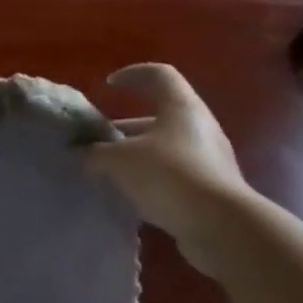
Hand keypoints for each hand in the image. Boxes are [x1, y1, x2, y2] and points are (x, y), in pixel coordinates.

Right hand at [88, 63, 256, 275]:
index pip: (159, 74)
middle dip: (125, 127)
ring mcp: (210, 159)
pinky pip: (176, 175)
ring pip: (166, 147)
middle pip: (159, 115)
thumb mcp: (120, 161)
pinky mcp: (212, 190)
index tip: (108, 87)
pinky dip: (152, 180)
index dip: (131, 74)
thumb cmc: (170, 175)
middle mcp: (199, 127)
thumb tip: (79, 154)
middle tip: (100, 142)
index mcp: (182, 107)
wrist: (224, 228)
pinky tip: (131, 197)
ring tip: (109, 172)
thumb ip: (95, 153)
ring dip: (137, 156)